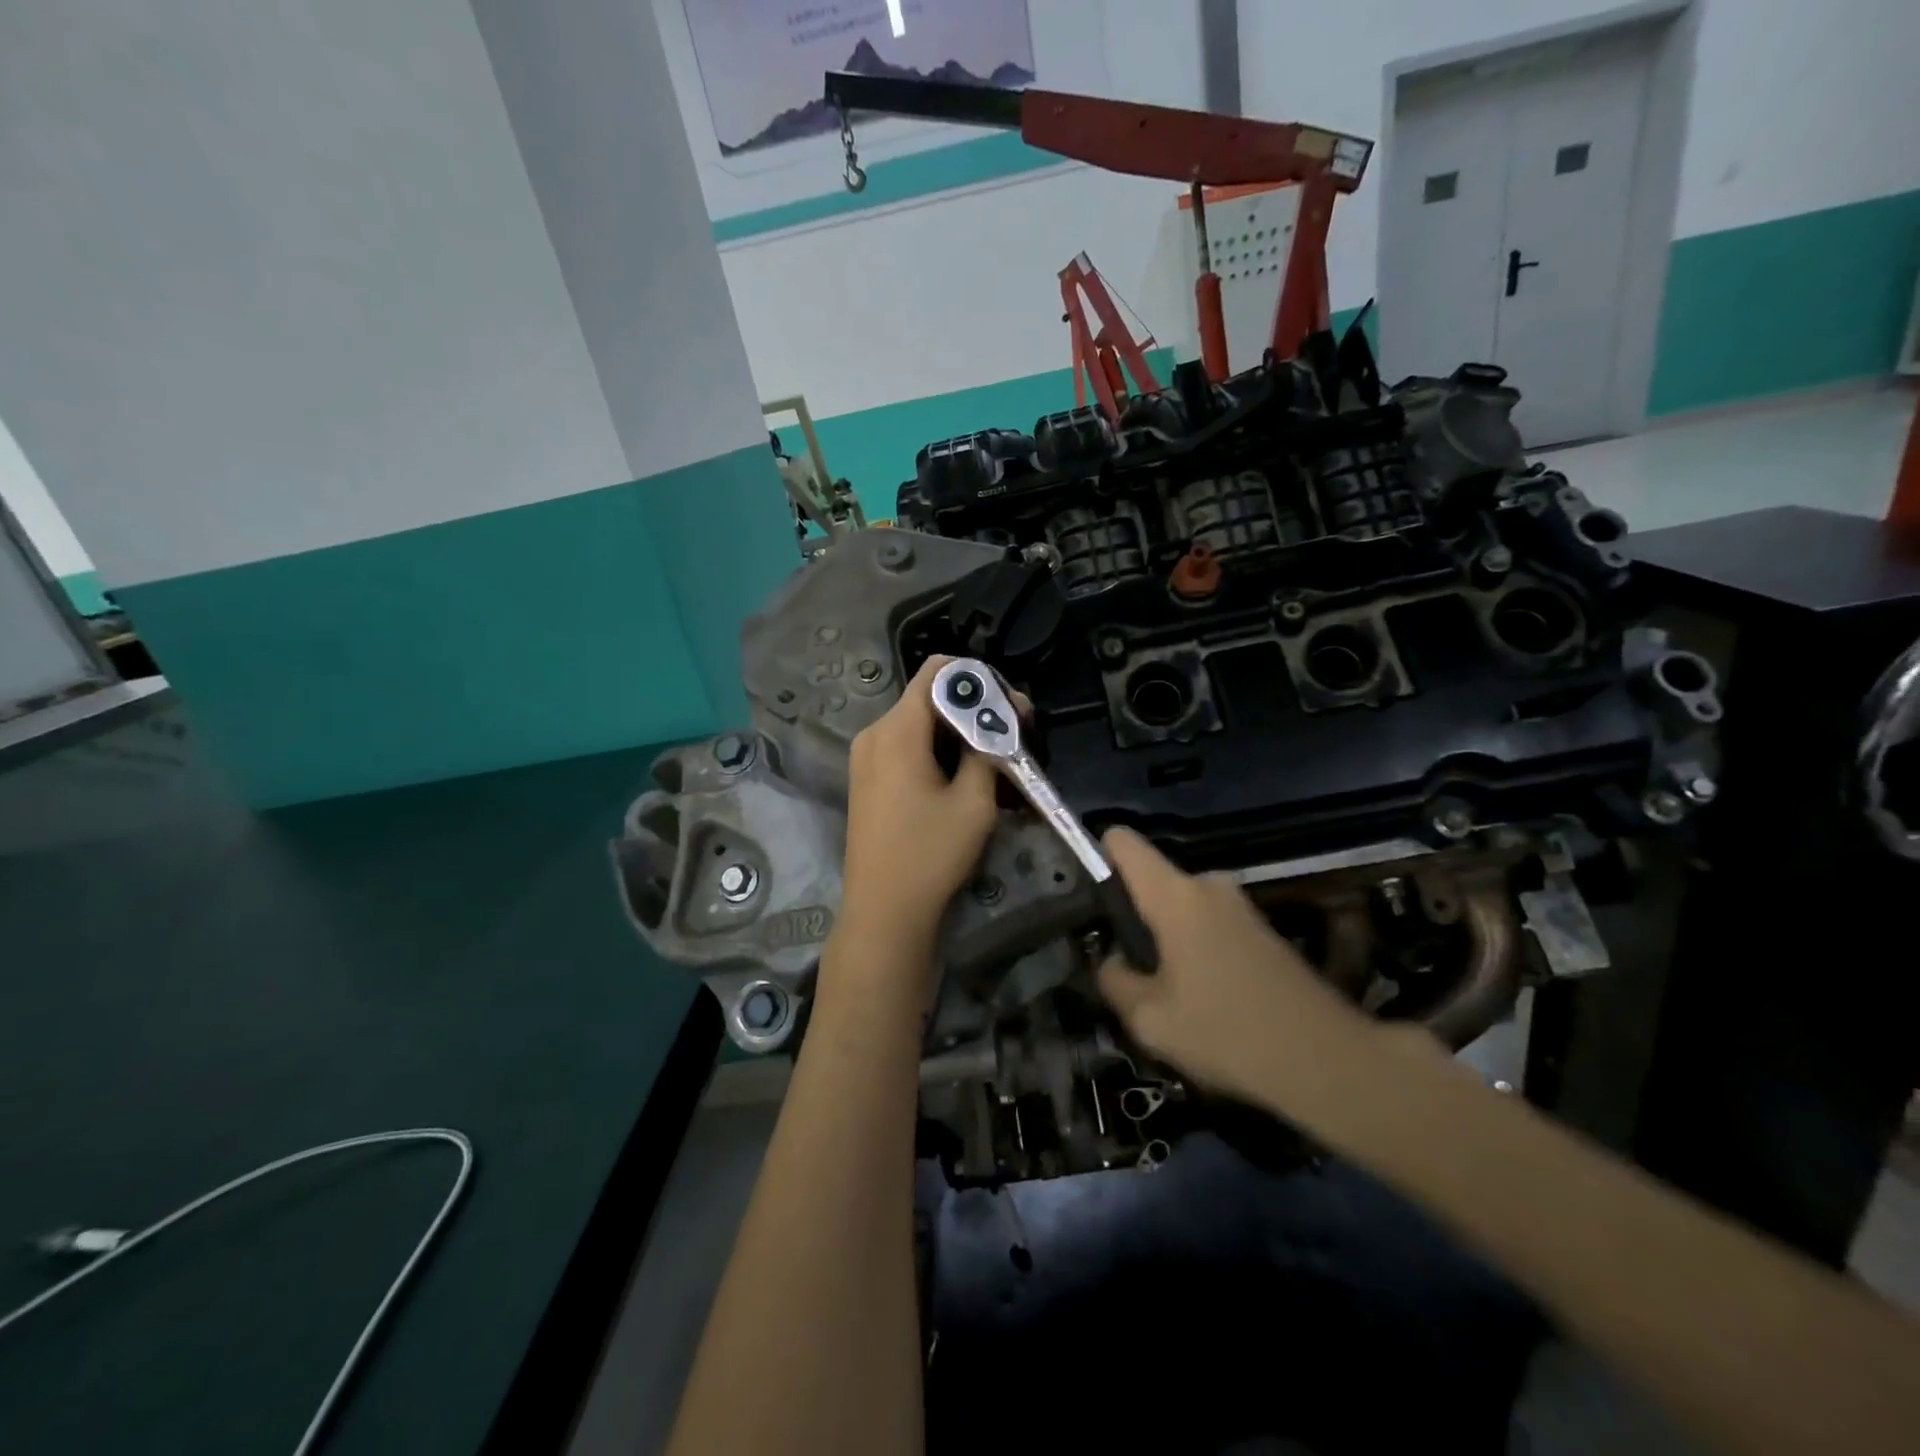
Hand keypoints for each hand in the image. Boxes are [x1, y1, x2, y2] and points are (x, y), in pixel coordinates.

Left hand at [836, 656, 1000, 954]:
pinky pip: (906, 747)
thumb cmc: (931, 854)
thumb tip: (1001, 720)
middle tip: (1015, 734)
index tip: (1009, 705)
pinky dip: (938, 751)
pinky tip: (965, 776)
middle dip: (974, 710)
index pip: (937, 671)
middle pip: (929, 698)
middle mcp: (874, 733)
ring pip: (920, 724)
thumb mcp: (974, 801)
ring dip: (958, 733)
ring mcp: (866, 757)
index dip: (978, 679)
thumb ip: (988, 749)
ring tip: (996, 759)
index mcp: (897, 730)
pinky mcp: (867, 779)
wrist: (883, 911)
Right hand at [1096, 828, 1378, 1111]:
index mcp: (1175, 894)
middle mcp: (1208, 885)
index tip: (1083, 895)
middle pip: (1151, 882)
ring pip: (1180, 909)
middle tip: (1126, 969)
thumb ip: (1114, 980)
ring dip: (1166, 939)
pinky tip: (1204, 999)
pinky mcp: (1263, 930)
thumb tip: (1113, 962)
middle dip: (1133, 917)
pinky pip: (1208, 925)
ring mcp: (1240, 906)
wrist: (1328, 1063)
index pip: (1122, 842)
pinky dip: (1195, 950)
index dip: (1094, 856)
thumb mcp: (1149, 1020)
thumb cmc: (1227, 1033)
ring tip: (1166, 994)